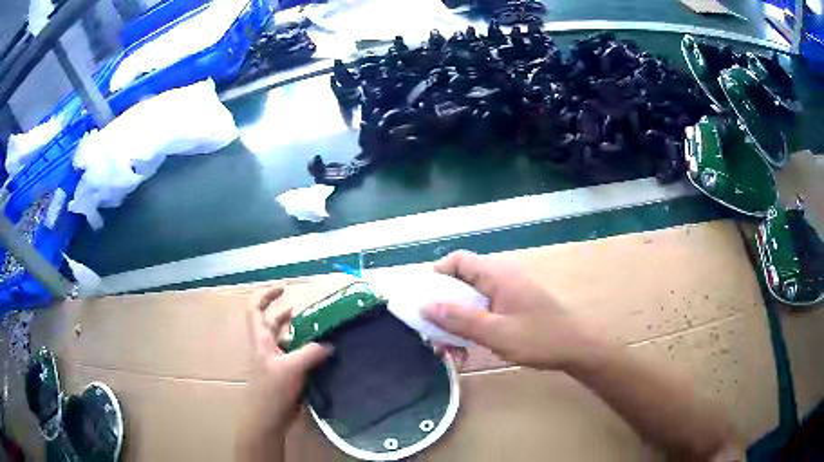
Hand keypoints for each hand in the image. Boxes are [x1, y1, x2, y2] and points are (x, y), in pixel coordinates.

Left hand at [238, 286, 331, 460]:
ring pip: (287, 340)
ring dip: (301, 333)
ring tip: (321, 330)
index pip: (255, 309)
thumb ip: (311, 353)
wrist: (268, 418)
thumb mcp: (291, 368)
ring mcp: (275, 361)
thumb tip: (329, 344)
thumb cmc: (272, 391)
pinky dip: (308, 351)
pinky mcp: (285, 374)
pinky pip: (297, 356)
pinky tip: (323, 354)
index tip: (284, 288)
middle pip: (273, 322)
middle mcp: (266, 347)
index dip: (266, 295)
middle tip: (311, 311)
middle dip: (288, 313)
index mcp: (261, 339)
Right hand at [422, 251, 597, 370]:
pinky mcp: (512, 307)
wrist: (576, 348)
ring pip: (471, 301)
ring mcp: (507, 294)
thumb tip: (424, 305)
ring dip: (457, 323)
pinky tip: (468, 350)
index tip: (424, 300)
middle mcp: (501, 279)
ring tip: (451, 351)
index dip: (437, 275)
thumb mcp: (496, 333)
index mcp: (497, 276)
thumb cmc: (539, 339)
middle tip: (434, 335)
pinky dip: (472, 327)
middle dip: (444, 308)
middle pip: (461, 282)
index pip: (459, 260)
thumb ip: (460, 319)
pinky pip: (483, 311)